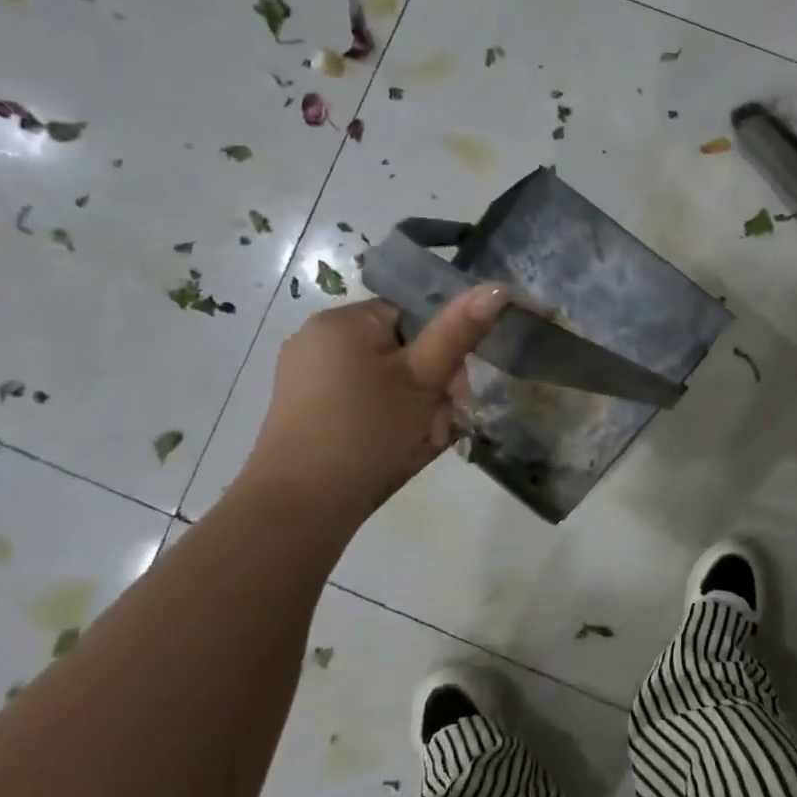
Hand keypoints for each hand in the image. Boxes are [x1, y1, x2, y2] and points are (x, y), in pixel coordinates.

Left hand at [239, 284, 510, 529]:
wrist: (298, 510)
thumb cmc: (366, 434)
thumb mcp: (423, 381)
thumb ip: (459, 332)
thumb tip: (498, 286)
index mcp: (343, 321)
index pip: (414, 316)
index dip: (445, 352)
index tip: (458, 393)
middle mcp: (318, 339)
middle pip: (401, 351)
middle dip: (432, 389)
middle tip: (442, 429)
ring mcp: (306, 377)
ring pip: (384, 381)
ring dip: (415, 409)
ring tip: (423, 444)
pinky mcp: (303, 411)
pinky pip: (359, 402)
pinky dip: (385, 420)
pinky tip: (396, 449)